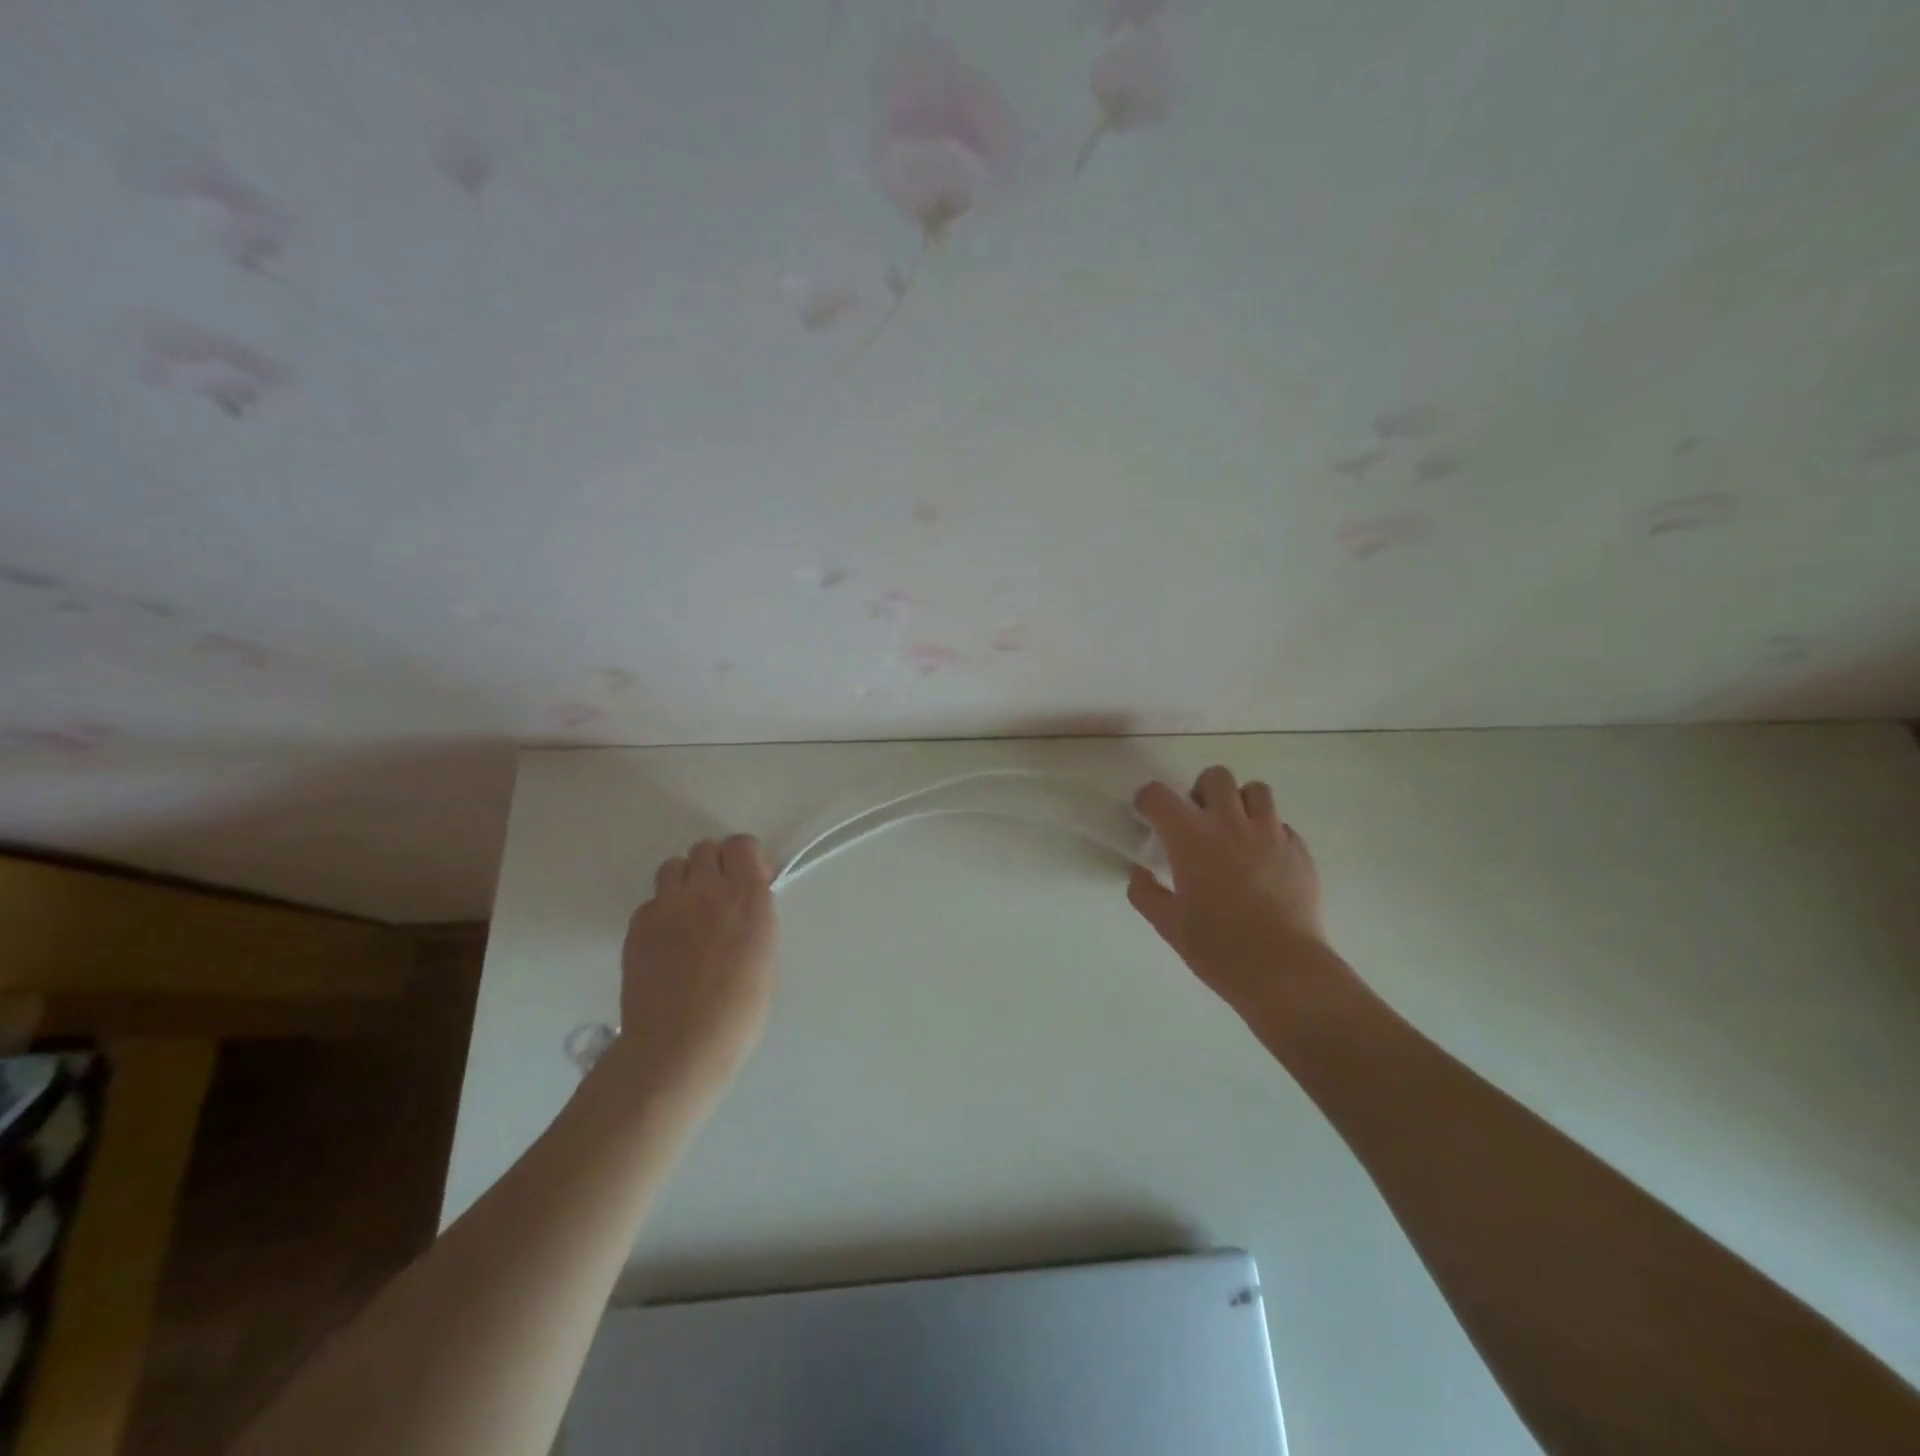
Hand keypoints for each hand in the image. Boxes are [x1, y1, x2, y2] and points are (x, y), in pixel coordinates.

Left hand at [613, 834, 779, 1105]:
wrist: (679, 1048)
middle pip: (706, 849)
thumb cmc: (738, 1013)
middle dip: (716, 865)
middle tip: (720, 896)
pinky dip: (662, 911)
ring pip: (674, 866)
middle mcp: (707, 891)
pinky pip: (652, 901)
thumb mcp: (766, 958)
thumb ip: (755, 919)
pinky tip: (668, 940)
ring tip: (691, 912)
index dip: (746, 858)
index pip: (742, 845)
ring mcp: (667, 906)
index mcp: (748, 898)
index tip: (751, 879)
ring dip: (686, 880)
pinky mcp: (638, 925)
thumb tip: (744, 906)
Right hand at [1127, 766, 1333, 1021]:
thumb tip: (1139, 873)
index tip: (1147, 815)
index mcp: (1191, 838)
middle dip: (1200, 791)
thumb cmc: (1217, 948)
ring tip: (1235, 831)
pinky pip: (1282, 825)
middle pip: (1215, 777)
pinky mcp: (1300, 851)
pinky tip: (1263, 860)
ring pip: (1256, 791)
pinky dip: (1268, 832)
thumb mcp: (1168, 925)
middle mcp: (1230, 824)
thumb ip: (1145, 893)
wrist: (1284, 971)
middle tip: (1197, 821)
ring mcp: (1270, 834)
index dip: (1147, 800)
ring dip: (1240, 802)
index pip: (1159, 795)